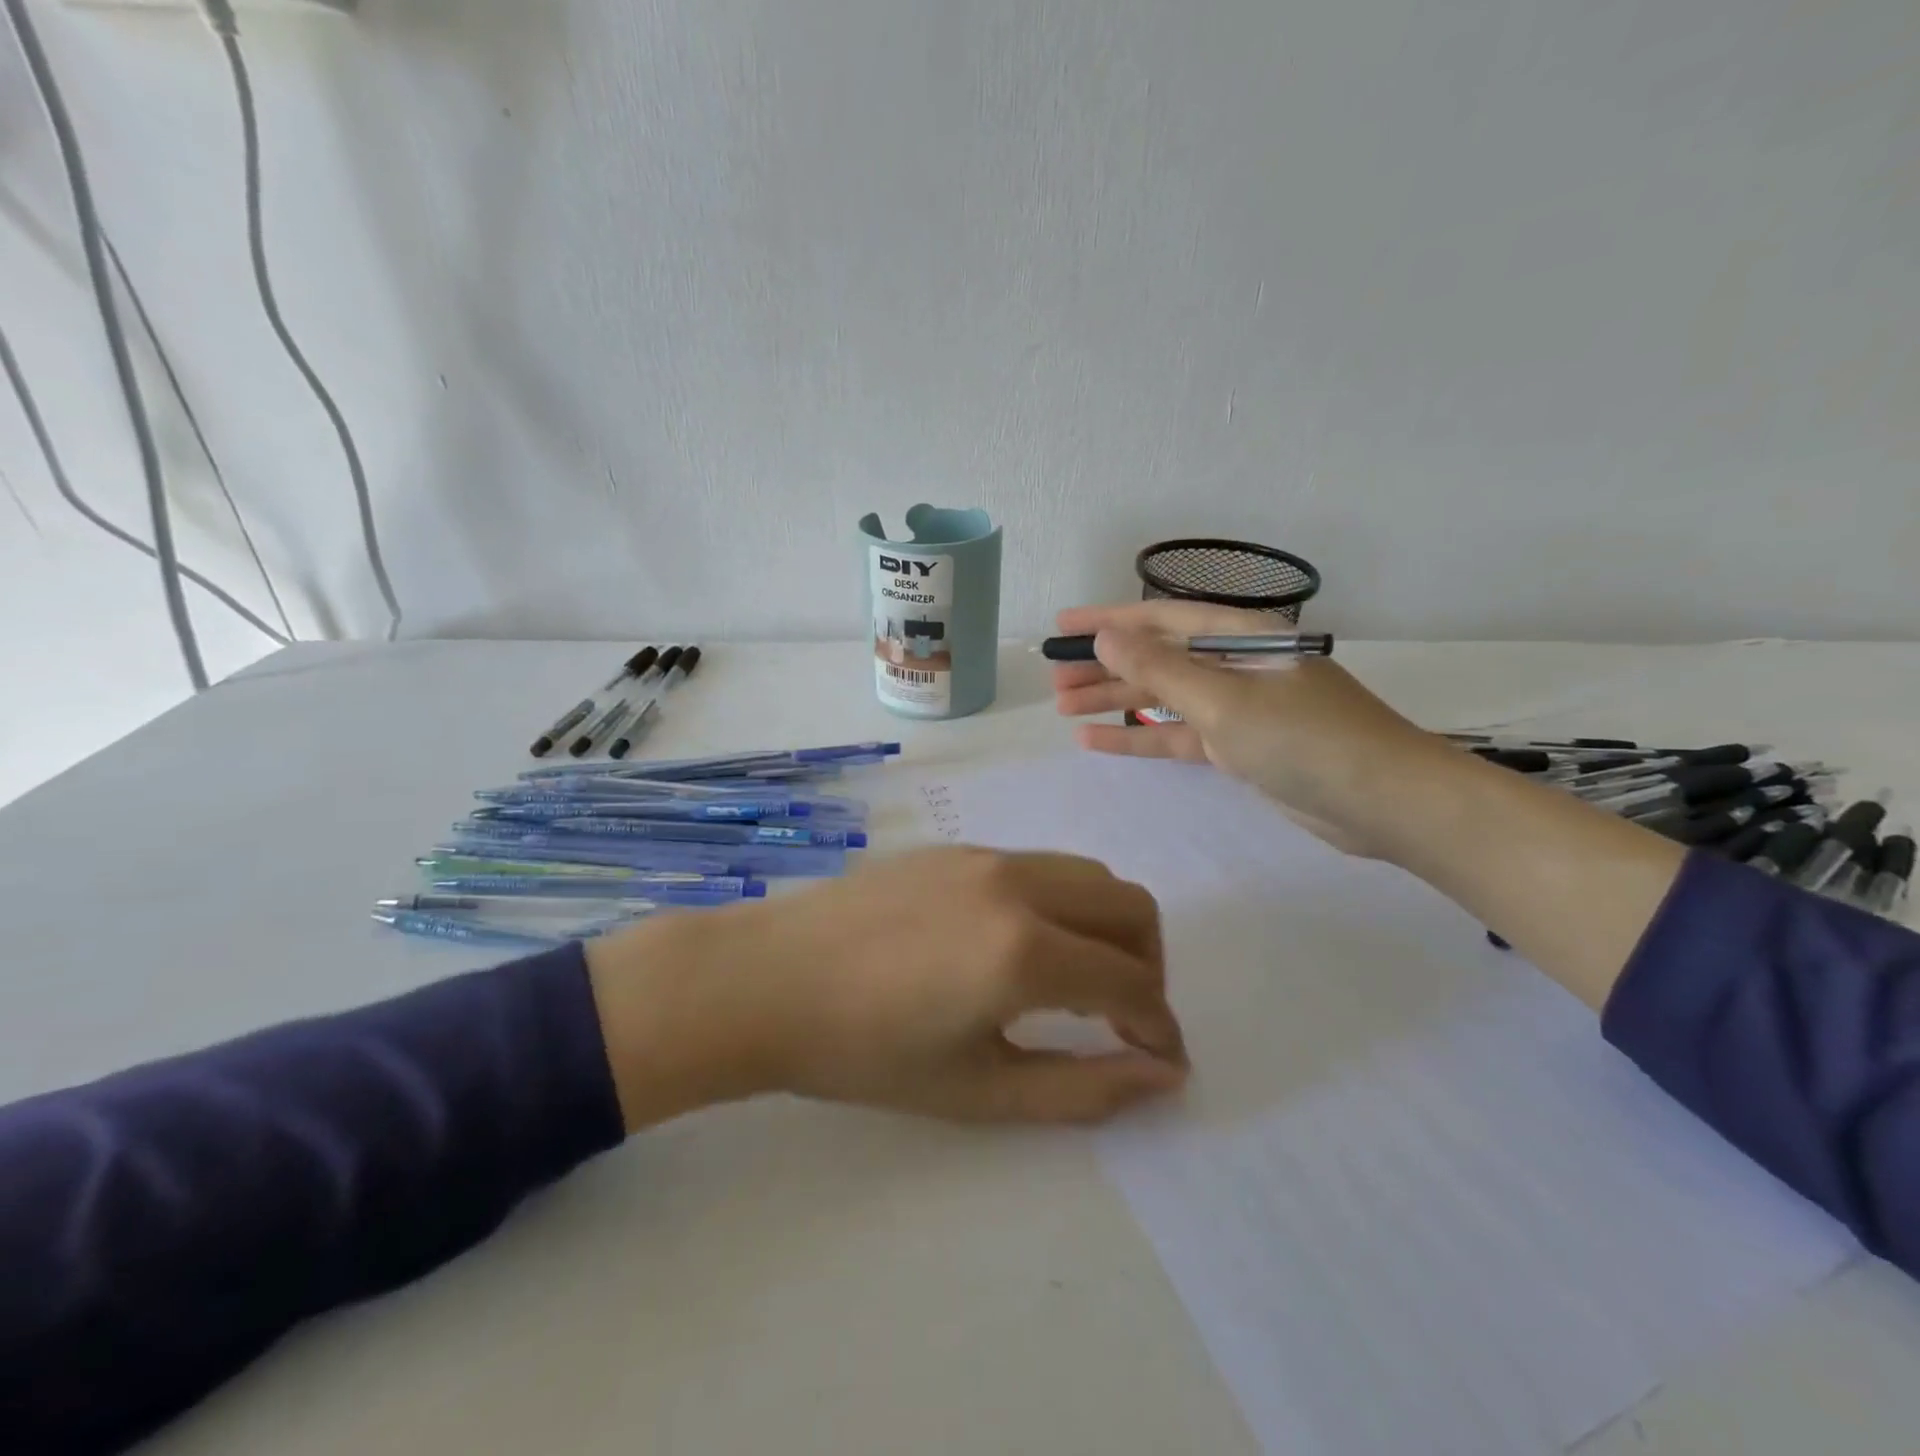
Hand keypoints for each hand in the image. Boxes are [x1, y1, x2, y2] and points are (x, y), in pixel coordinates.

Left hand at [585, 848, 1188, 1131]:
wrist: (767, 979)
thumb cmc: (865, 1052)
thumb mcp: (978, 1090)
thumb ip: (1082, 1088)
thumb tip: (1161, 1073)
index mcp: (1024, 950)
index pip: (1131, 982)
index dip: (1159, 1026)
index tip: (1160, 1060)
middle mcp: (1017, 885)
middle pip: (1129, 905)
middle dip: (1149, 964)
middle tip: (1125, 1017)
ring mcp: (984, 856)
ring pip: (1086, 875)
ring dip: (1106, 926)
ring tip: (1077, 981)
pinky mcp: (955, 848)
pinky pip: (1038, 866)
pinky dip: (1060, 904)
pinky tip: (1017, 946)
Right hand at [1050, 599, 1455, 856]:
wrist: (1384, 803)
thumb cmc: (1306, 739)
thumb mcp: (1224, 701)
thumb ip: (1161, 671)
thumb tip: (1105, 639)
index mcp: (1241, 636)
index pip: (1161, 619)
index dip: (1108, 620)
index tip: (1062, 625)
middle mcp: (1236, 665)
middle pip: (1157, 658)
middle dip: (1104, 667)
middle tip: (1052, 679)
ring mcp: (1237, 709)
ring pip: (1162, 700)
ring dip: (1114, 702)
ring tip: (1062, 708)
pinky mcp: (1238, 748)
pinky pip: (1177, 736)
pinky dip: (1139, 739)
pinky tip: (1096, 742)